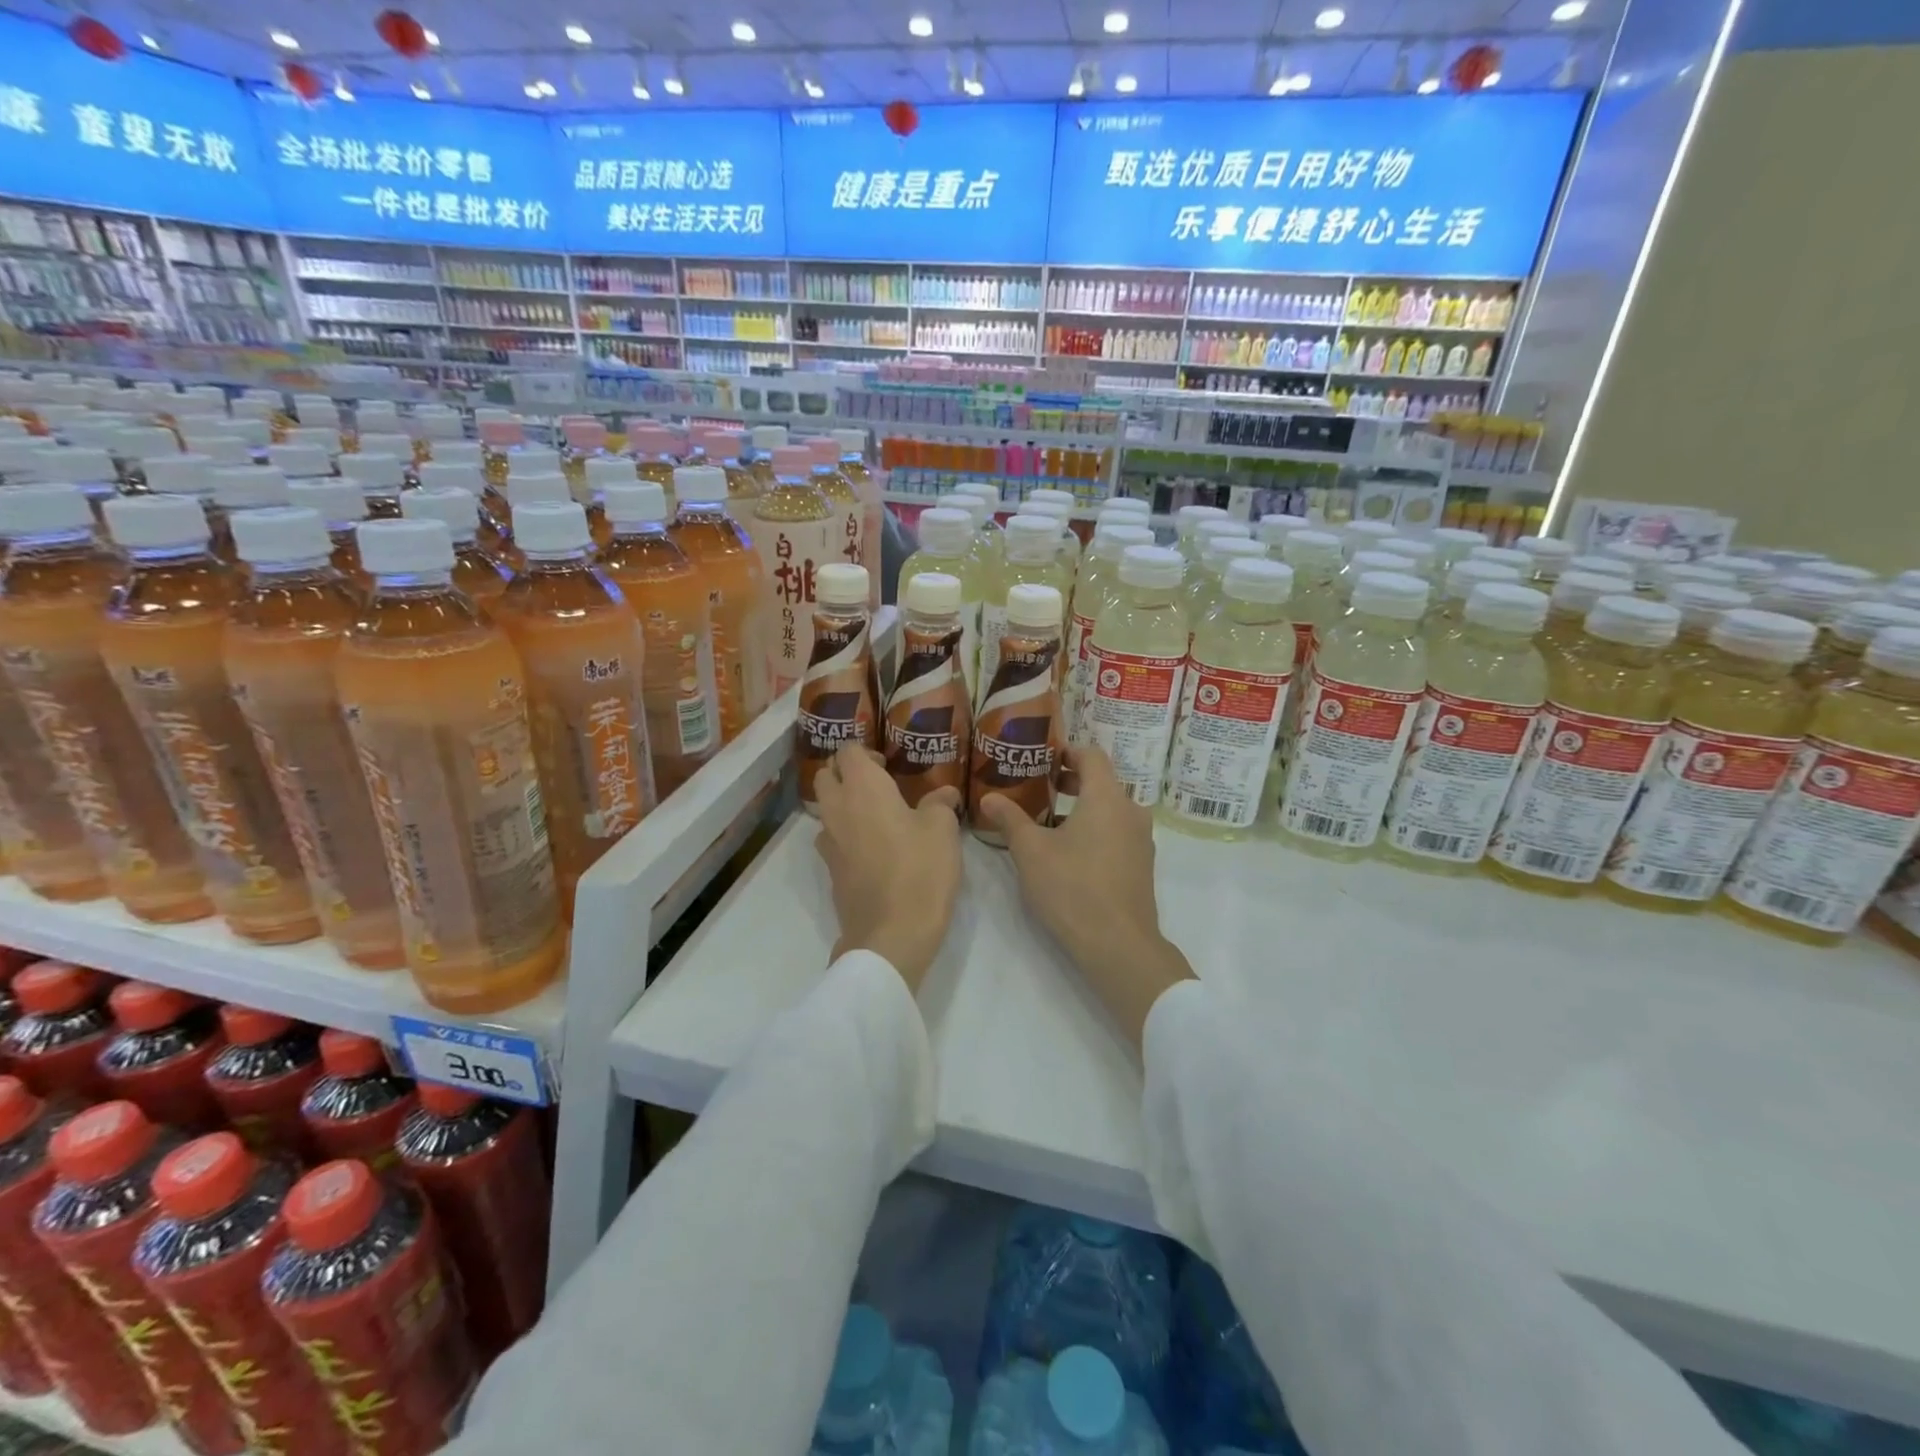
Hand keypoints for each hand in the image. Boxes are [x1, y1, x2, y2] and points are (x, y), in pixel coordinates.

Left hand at [812, 745, 962, 992]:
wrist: (891, 934)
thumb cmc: (920, 870)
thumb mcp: (942, 830)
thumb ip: (940, 804)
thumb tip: (944, 794)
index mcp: (863, 788)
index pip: (848, 750)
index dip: (865, 751)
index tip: (888, 764)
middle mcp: (837, 808)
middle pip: (826, 775)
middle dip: (845, 772)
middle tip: (878, 784)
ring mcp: (829, 842)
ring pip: (825, 808)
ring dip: (842, 803)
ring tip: (875, 815)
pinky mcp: (830, 870)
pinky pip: (832, 838)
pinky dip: (845, 833)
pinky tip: (872, 847)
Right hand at [977, 746, 1192, 1053]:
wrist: (1118, 944)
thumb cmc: (1072, 888)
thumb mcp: (1031, 851)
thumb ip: (1010, 818)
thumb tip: (988, 797)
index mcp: (1106, 797)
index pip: (1091, 755)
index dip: (1066, 751)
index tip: (1042, 756)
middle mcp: (1131, 811)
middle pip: (1101, 782)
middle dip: (1069, 781)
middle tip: (1038, 786)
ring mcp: (1141, 839)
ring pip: (1110, 809)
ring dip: (1081, 808)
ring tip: (1047, 821)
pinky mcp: (1142, 865)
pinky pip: (1117, 832)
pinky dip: (1095, 829)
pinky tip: (1069, 851)